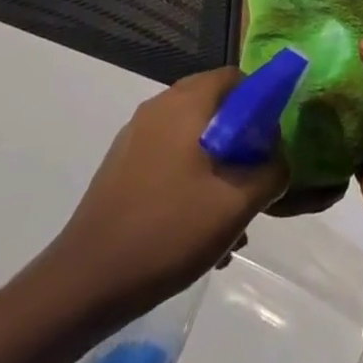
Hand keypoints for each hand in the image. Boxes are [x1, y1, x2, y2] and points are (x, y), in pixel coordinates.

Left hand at [34, 69, 288, 327]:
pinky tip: (194, 235)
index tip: (271, 144)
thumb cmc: (166, 232)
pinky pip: (168, 161)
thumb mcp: (235, 205)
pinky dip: (189, 184)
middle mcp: (158, 108)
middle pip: (215, 110)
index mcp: (185, 103)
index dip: (261, 104)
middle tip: (252, 187)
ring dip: (216, 172)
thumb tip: (280, 159)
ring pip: (192, 141)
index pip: (235, 78)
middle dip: (240, 146)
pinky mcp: (120, 168)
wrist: (83, 284)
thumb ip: (271, 173)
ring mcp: (135, 138)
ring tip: (227, 228)